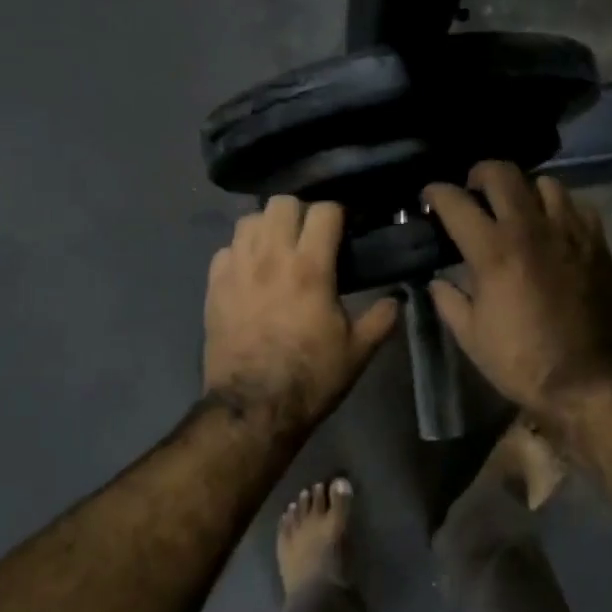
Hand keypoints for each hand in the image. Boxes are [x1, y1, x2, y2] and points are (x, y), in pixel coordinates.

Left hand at [203, 196, 398, 431]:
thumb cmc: (311, 377)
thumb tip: (397, 298)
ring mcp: (237, 270)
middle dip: (301, 211)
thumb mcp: (358, 351)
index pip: (324, 210)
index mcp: (310, 268)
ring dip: (268, 226)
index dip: (339, 213)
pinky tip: (252, 271)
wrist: (254, 408)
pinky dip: (241, 252)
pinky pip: (225, 249)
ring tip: (280, 247)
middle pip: (281, 202)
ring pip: (249, 219)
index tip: (347, 226)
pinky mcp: (213, 286)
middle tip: (312, 234)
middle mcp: (270, 258)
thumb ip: (381, 318)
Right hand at [423, 162, 611, 412]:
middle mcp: (530, 228)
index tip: (430, 196)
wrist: (586, 378)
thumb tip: (438, 281)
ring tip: (518, 207)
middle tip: (474, 190)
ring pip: (545, 183)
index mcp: (493, 250)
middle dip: (480, 174)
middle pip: (503, 173)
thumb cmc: (521, 360)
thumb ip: (449, 300)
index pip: (456, 202)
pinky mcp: (597, 244)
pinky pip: (578, 207)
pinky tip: (554, 227)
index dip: (437, 193)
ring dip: (524, 189)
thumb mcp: (471, 336)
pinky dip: (561, 209)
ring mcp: (569, 232)